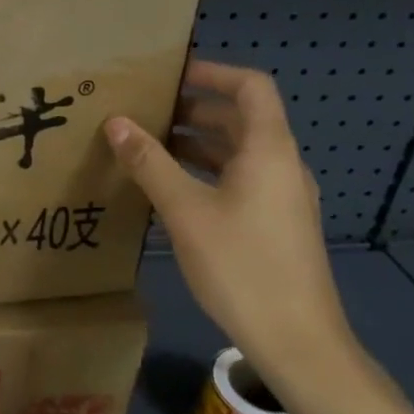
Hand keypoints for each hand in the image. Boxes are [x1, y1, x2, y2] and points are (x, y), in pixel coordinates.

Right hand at [105, 59, 358, 408]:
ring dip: (197, 142)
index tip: (171, 75)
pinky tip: (172, 190)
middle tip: (146, 111)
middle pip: (241, 118)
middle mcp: (282, 164)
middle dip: (194, 109)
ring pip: (239, 151)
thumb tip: (115, 122)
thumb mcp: (185, 211)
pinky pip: (241, 178)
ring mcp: (283, 196)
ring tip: (149, 146)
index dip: (212, 72)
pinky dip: (207, 171)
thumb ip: (149, 163)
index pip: (250, 86)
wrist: (298, 341)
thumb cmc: (242, 266)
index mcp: (269, 149)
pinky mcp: (277, 223)